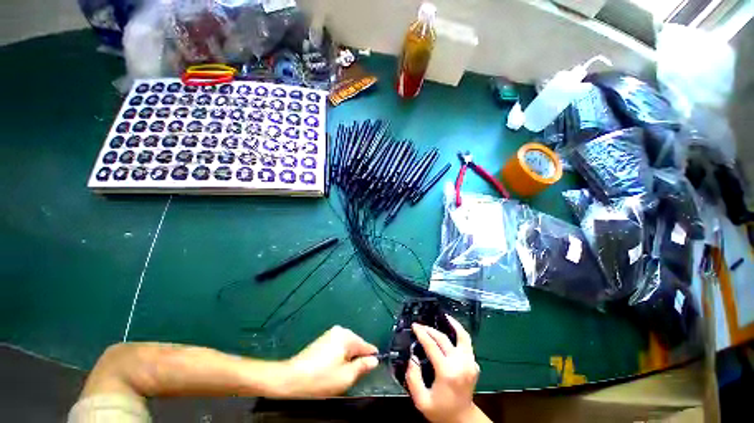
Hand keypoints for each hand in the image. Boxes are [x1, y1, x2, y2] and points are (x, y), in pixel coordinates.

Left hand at [278, 326, 378, 397]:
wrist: (291, 379)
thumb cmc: (321, 379)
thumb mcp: (346, 377)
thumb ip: (363, 366)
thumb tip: (374, 360)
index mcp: (347, 336)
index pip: (367, 346)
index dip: (371, 359)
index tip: (370, 372)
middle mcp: (340, 330)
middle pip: (356, 345)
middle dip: (357, 360)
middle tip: (350, 376)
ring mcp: (330, 334)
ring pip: (347, 347)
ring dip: (347, 359)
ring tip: (339, 374)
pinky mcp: (322, 340)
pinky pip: (338, 347)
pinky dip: (339, 357)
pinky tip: (331, 369)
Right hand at [406, 316, 489, 422]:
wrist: (462, 419)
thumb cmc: (441, 410)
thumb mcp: (421, 400)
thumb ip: (413, 378)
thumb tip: (412, 357)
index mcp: (447, 372)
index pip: (432, 346)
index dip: (422, 333)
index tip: (414, 326)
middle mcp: (461, 364)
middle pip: (444, 339)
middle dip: (430, 329)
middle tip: (420, 325)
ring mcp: (470, 363)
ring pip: (462, 336)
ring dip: (452, 324)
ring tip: (443, 316)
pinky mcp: (474, 363)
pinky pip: (467, 343)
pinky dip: (460, 333)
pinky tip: (452, 329)